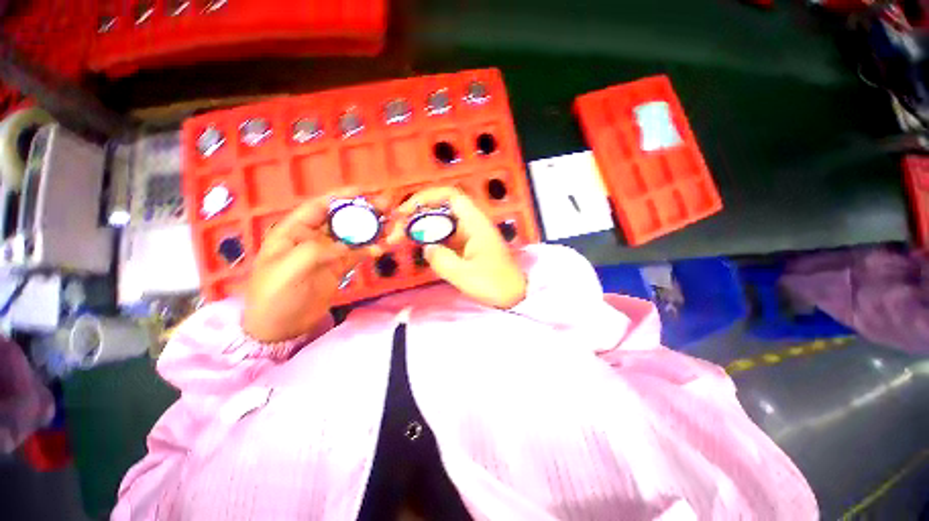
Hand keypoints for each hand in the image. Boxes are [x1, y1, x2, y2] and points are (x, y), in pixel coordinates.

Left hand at [243, 190, 382, 341]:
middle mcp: (313, 238)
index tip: (365, 190)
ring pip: (353, 235)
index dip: (342, 196)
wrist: (281, 327)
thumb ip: (316, 251)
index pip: (319, 206)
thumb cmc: (275, 296)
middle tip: (387, 206)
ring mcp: (328, 253)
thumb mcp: (288, 270)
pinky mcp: (339, 267)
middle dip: (363, 211)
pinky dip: (370, 249)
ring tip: (391, 224)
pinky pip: (358, 253)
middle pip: (341, 218)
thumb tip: (347, 245)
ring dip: (371, 229)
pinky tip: (381, 248)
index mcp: (294, 231)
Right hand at [388, 187, 526, 308]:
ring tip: (399, 240)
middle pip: (440, 210)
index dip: (426, 198)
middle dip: (416, 217)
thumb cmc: (494, 284)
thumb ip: (441, 259)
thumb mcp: (464, 275)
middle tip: (396, 233)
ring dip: (421, 229)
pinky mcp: (467, 247)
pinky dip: (430, 240)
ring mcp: (469, 236)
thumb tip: (427, 247)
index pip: (450, 197)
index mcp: (475, 224)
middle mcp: (472, 225)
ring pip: (440, 224)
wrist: (513, 296)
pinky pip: (445, 238)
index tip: (406, 211)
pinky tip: (418, 248)